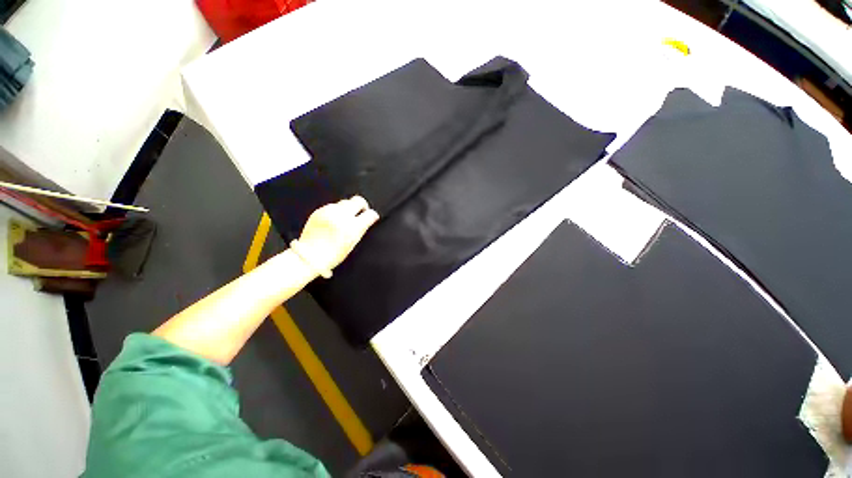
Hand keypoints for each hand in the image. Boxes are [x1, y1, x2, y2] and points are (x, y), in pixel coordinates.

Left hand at [293, 196, 378, 275]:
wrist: (309, 256)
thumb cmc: (333, 255)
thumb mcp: (353, 244)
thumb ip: (361, 229)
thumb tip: (369, 219)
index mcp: (352, 228)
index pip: (370, 214)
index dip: (373, 215)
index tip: (372, 218)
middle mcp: (341, 216)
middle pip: (358, 200)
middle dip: (362, 206)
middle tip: (361, 213)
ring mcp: (329, 211)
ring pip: (345, 201)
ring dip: (349, 208)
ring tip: (345, 218)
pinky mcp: (319, 210)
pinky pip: (333, 205)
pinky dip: (337, 211)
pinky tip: (334, 220)